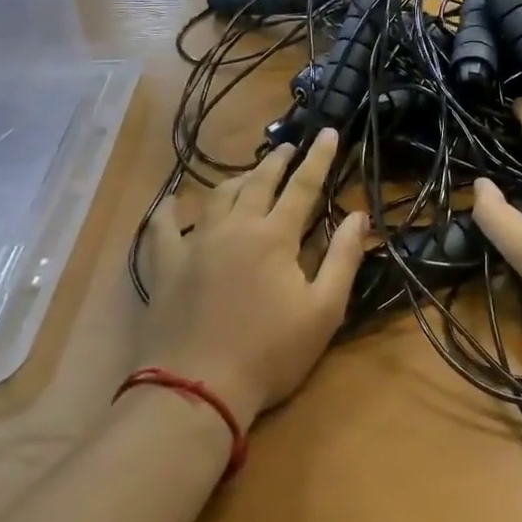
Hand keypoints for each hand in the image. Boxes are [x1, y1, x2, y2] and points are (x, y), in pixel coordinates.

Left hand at [135, 128, 366, 426]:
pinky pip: (162, 227)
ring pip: (216, 196)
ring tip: (247, 174)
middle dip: (277, 162)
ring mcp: (195, 244)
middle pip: (258, 183)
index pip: (303, 186)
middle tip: (288, 147)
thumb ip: (343, 258)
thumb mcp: (323, 311)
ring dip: (236, 179)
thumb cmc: (270, 353)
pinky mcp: (165, 265)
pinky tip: (171, 202)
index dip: (319, 158)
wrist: (197, 389)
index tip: (328, 132)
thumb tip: (359, 215)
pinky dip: (168, 210)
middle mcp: (235, 227)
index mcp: (275, 236)